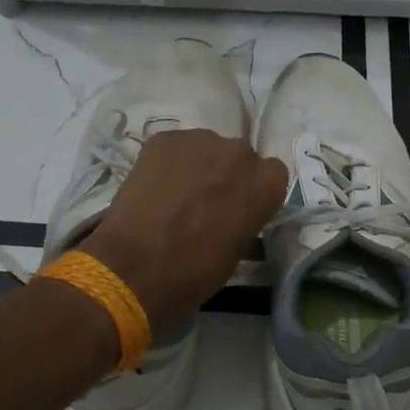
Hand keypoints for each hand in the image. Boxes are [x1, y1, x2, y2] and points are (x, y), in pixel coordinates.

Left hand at [82, 129, 286, 331]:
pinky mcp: (164, 138)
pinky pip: (176, 148)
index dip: (255, 191)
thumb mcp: (238, 251)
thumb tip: (238, 216)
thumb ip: (247, 220)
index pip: (272, 174)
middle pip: (240, 157)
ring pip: (207, 148)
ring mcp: (201, 140)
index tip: (240, 208)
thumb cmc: (196, 271)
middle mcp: (240, 152)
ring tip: (176, 195)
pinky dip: (169, 163)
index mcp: (266, 183)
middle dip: (227, 175)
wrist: (136, 266)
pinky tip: (155, 187)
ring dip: (199, 166)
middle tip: (206, 202)